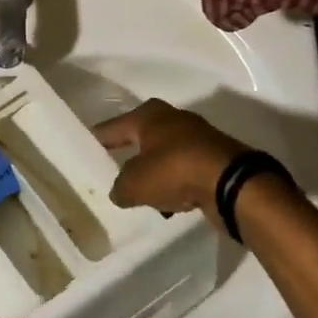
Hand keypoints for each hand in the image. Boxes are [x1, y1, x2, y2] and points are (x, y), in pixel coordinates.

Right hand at [95, 99, 245, 216]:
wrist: (233, 182)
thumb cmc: (174, 171)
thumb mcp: (135, 184)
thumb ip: (121, 187)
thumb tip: (118, 192)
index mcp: (148, 115)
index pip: (112, 127)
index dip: (97, 140)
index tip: (84, 149)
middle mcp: (171, 118)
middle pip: (141, 139)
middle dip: (129, 156)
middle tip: (113, 172)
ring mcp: (196, 136)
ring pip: (164, 156)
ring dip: (155, 173)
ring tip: (143, 194)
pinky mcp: (215, 157)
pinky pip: (184, 170)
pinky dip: (176, 183)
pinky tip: (172, 202)